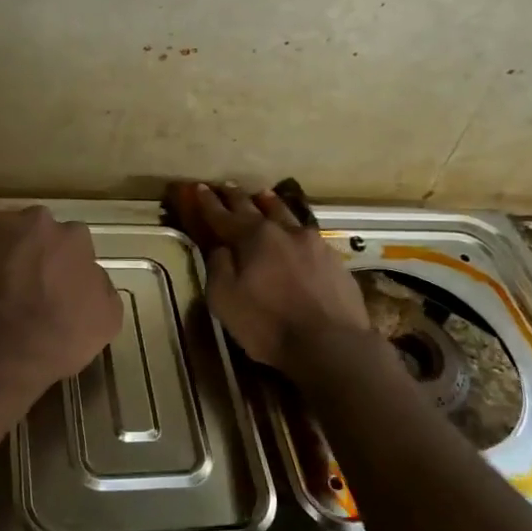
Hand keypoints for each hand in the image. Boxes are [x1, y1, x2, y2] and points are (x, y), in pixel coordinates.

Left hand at [0, 199, 122, 397]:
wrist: (0, 348)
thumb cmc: (58, 338)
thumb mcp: (107, 318)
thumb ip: (101, 284)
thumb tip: (89, 273)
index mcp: (75, 238)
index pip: (74, 242)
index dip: (65, 264)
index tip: (57, 284)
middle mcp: (40, 221)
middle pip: (39, 228)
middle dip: (35, 248)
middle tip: (26, 279)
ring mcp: (0, 223)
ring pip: (6, 224)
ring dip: (4, 241)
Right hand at [186, 183, 369, 375]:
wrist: (331, 343)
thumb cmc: (269, 324)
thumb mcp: (225, 300)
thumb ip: (218, 267)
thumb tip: (219, 247)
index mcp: (252, 238)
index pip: (223, 215)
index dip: (208, 202)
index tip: (198, 188)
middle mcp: (282, 231)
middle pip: (255, 207)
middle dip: (237, 197)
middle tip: (227, 186)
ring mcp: (312, 242)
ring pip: (286, 214)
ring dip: (270, 203)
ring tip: (263, 195)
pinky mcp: (333, 258)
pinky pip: (307, 232)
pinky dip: (293, 226)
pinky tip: (296, 230)